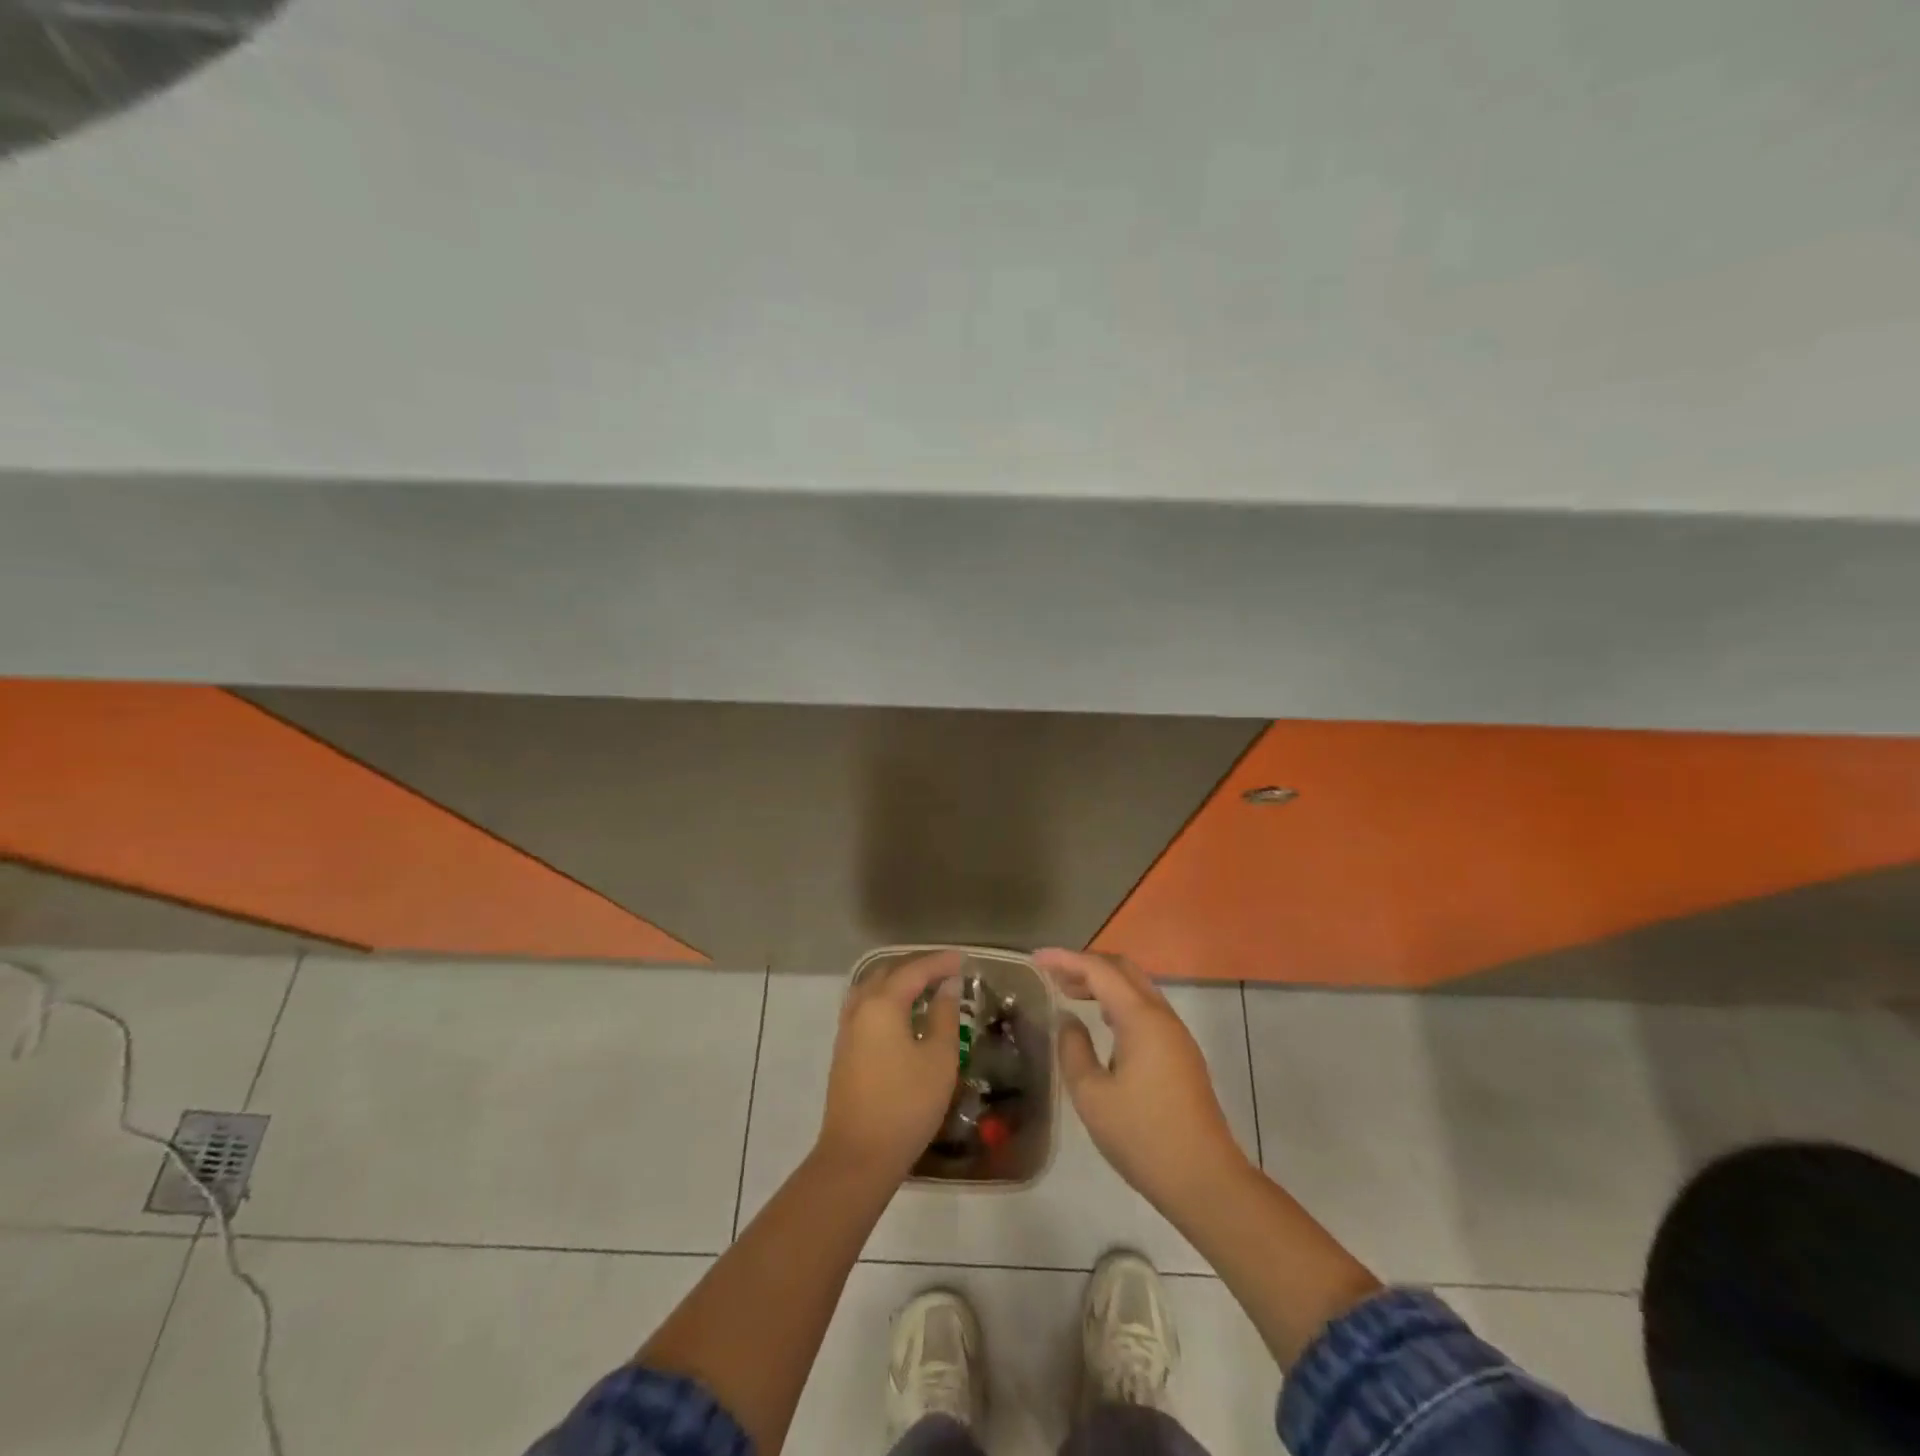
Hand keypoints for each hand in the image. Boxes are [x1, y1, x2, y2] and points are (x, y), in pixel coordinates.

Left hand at [816, 950, 962, 1179]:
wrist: (858, 1156)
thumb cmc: (906, 1104)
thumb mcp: (939, 1059)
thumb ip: (944, 1016)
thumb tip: (948, 987)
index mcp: (882, 1004)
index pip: (913, 971)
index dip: (939, 963)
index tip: (962, 959)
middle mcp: (860, 1008)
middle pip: (888, 974)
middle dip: (916, 967)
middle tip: (945, 971)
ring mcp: (847, 1030)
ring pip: (872, 989)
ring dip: (898, 982)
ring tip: (925, 988)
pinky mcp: (844, 1050)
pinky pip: (866, 1007)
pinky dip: (886, 999)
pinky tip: (902, 1014)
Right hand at [1037, 948, 1251, 1215]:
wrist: (1205, 1180)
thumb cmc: (1142, 1137)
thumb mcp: (1092, 1096)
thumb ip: (1073, 1049)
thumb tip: (1068, 1019)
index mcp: (1141, 1018)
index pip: (1099, 970)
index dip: (1065, 959)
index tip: (1035, 959)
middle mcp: (1161, 1016)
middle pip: (1123, 970)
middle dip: (1085, 965)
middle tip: (1051, 974)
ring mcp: (1175, 1035)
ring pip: (1136, 988)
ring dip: (1103, 983)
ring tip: (1069, 992)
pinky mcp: (1180, 1054)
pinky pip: (1145, 1009)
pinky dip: (1117, 1002)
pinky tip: (1101, 1020)